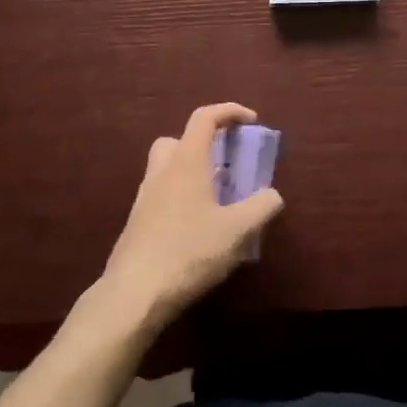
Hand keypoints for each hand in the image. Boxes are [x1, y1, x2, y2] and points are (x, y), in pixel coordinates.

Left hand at [100, 103, 283, 323]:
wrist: (134, 295)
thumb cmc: (189, 252)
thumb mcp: (237, 231)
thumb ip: (261, 207)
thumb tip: (272, 195)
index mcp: (186, 162)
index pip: (205, 118)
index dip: (230, 112)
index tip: (251, 121)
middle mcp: (162, 172)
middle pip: (178, 140)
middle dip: (204, 143)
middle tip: (226, 163)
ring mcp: (145, 198)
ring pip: (167, 169)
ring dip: (192, 173)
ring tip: (217, 199)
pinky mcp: (137, 224)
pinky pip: (162, 196)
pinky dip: (182, 198)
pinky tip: (199, 228)